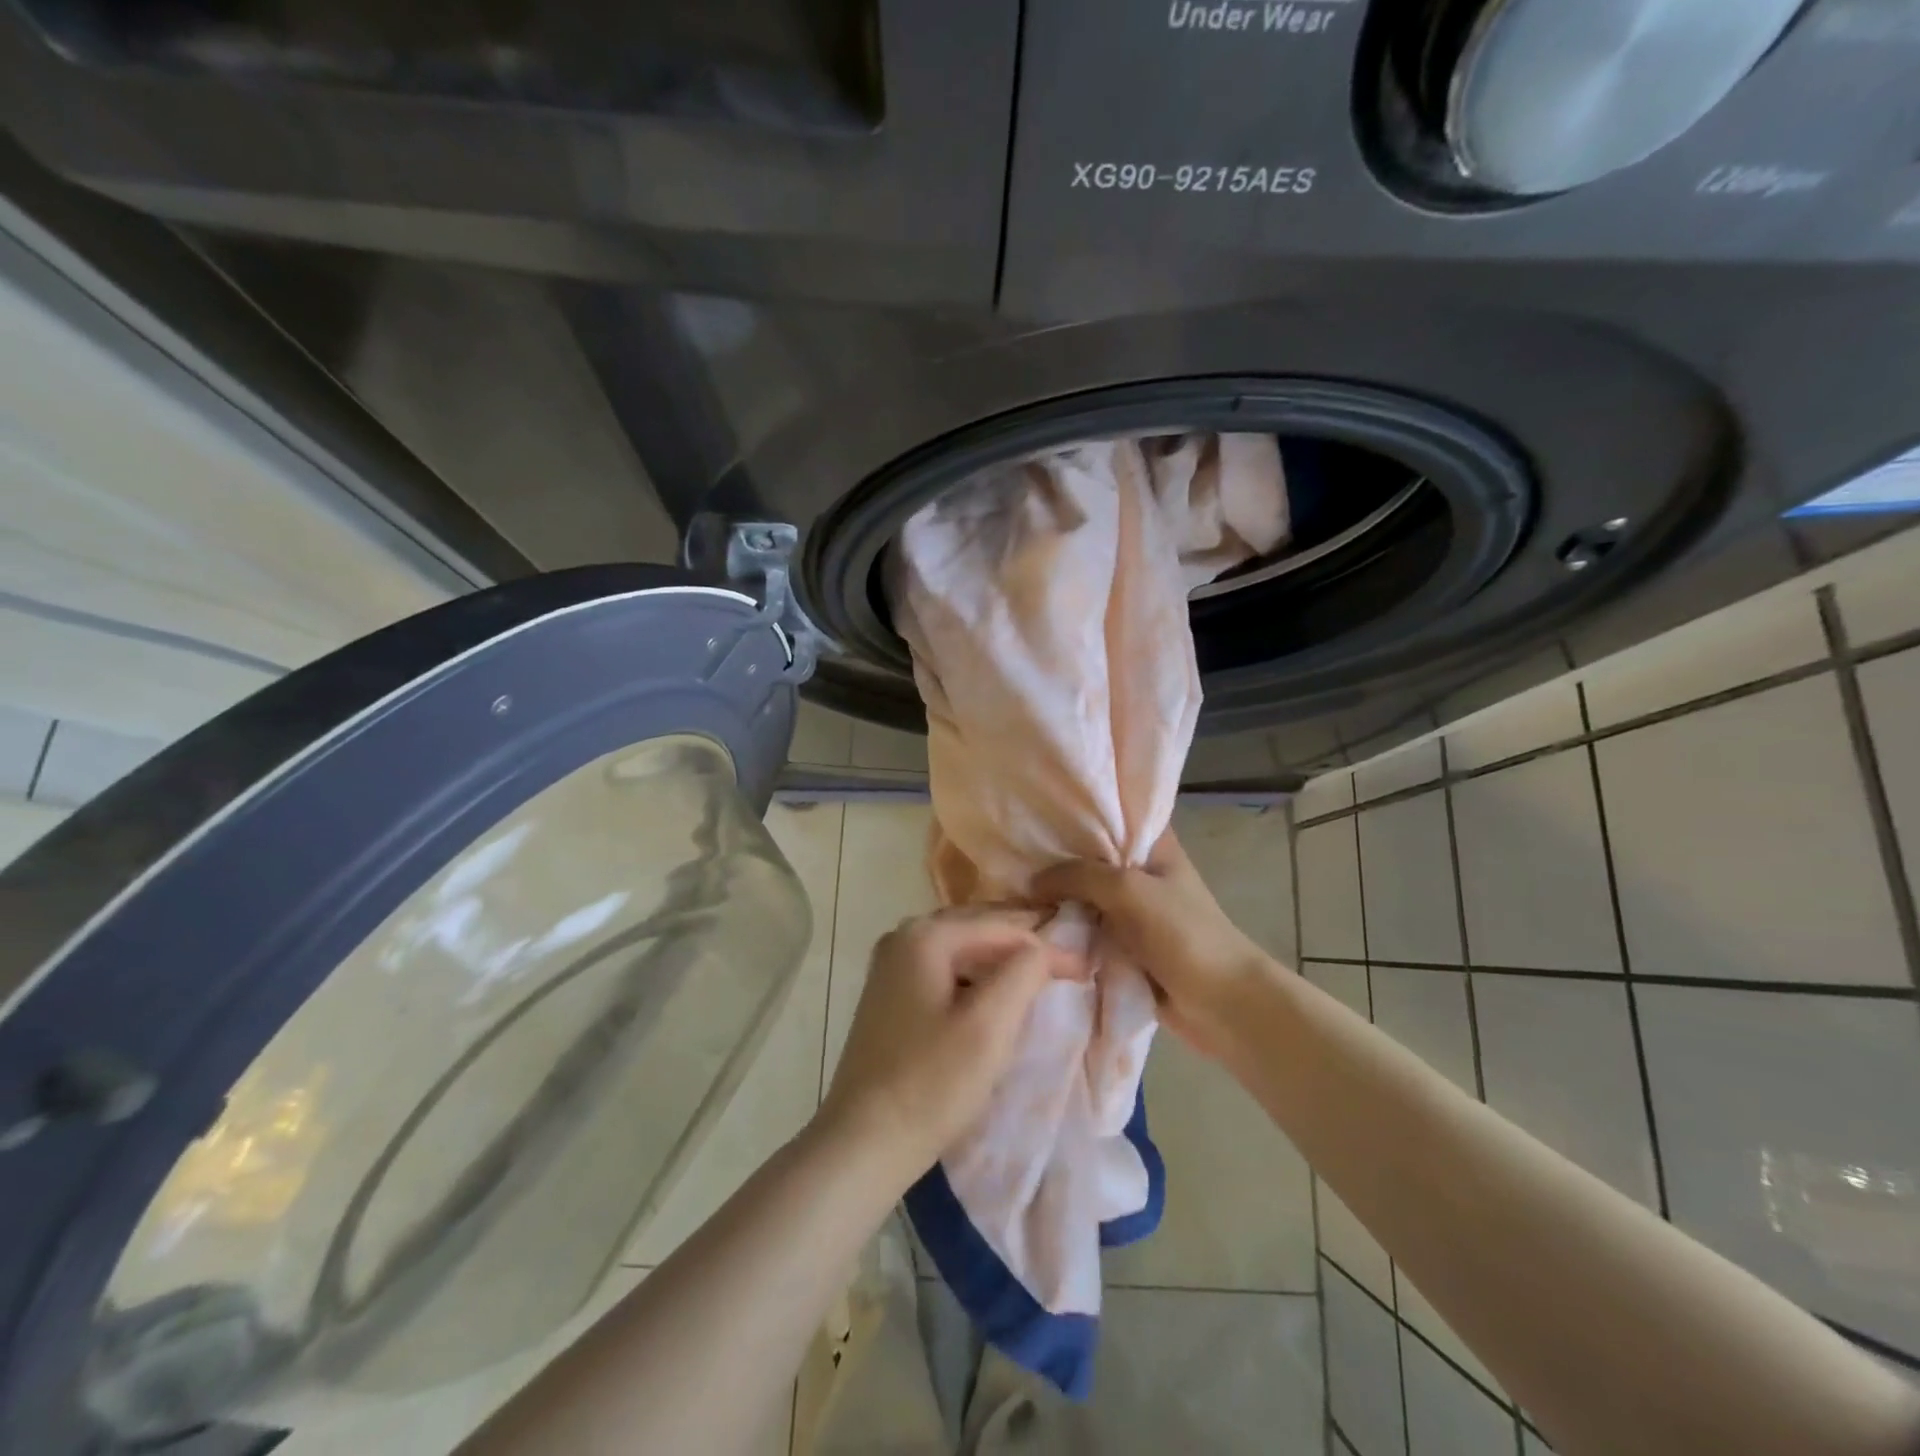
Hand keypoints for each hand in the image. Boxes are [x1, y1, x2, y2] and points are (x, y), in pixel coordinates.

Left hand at [817, 905, 1083, 1186]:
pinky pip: (944, 971)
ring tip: (1040, 974)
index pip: (1001, 927)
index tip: (1087, 967)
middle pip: (977, 929)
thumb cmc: (931, 1083)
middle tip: (1069, 961)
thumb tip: (1043, 948)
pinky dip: (975, 978)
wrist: (862, 1142)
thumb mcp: (989, 1025)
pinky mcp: (890, 996)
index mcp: (924, 935)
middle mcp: (902, 937)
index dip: (1047, 946)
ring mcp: (891, 967)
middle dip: (1023, 945)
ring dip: (1000, 961)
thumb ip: (1023, 973)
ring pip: (961, 950)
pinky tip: (994, 996)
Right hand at [1033, 832, 1278, 1058]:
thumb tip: (1032, 882)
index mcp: (1153, 844)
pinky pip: (1085, 929)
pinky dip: (1064, 929)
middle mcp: (1140, 870)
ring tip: (1010, 889)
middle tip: (1009, 855)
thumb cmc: (1182, 934)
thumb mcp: (1128, 890)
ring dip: (1056, 899)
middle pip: (1089, 857)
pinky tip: (1029, 923)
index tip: (1032, 810)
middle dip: (1054, 859)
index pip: (1110, 813)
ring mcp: (1131, 909)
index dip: (1074, 811)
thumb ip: (1078, 876)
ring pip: (1083, 896)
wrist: (1221, 1004)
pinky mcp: (1123, 944)